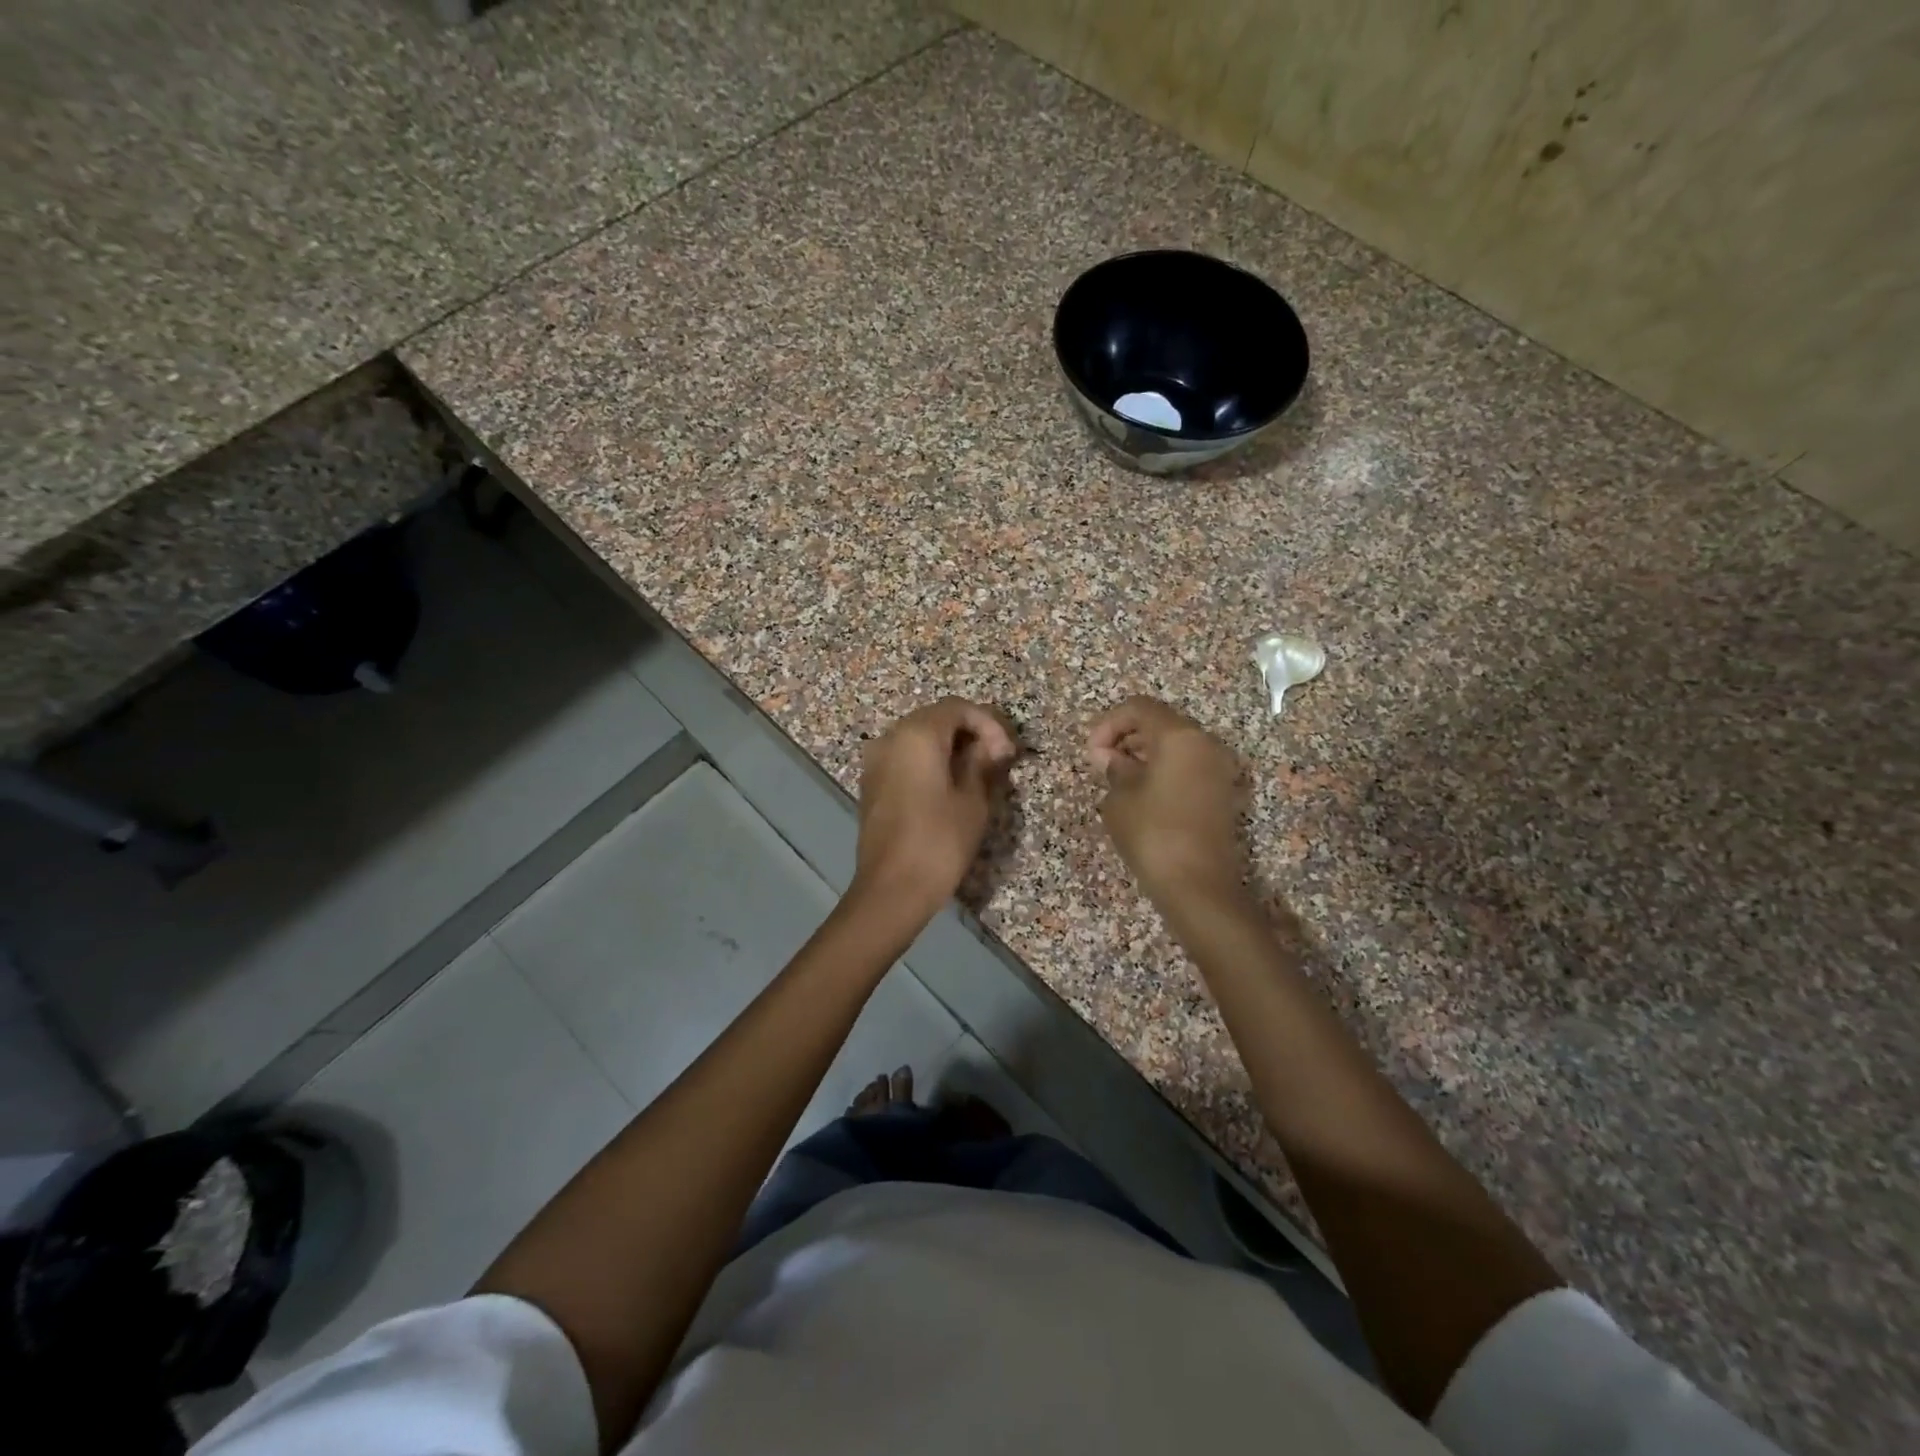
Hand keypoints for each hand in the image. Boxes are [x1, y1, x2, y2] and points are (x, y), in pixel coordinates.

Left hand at [851, 698, 1016, 923]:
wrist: (891, 889)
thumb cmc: (939, 842)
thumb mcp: (973, 800)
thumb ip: (982, 763)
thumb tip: (990, 746)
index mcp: (917, 735)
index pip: (958, 708)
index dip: (989, 724)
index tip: (1008, 753)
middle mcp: (890, 738)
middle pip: (935, 718)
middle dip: (970, 732)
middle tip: (998, 759)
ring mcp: (876, 760)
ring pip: (918, 737)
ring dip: (950, 746)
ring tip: (977, 772)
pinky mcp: (871, 783)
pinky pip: (904, 757)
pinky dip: (929, 760)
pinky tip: (949, 784)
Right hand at [1088, 696, 1246, 900]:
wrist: (1198, 885)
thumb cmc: (1153, 833)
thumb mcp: (1120, 798)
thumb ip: (1114, 768)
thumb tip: (1111, 759)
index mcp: (1179, 736)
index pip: (1139, 708)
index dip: (1108, 724)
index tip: (1091, 753)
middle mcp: (1205, 743)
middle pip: (1160, 723)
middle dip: (1126, 737)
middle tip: (1102, 765)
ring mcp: (1218, 768)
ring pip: (1175, 745)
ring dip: (1144, 754)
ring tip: (1118, 781)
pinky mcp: (1221, 792)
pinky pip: (1188, 766)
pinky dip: (1163, 770)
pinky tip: (1142, 795)